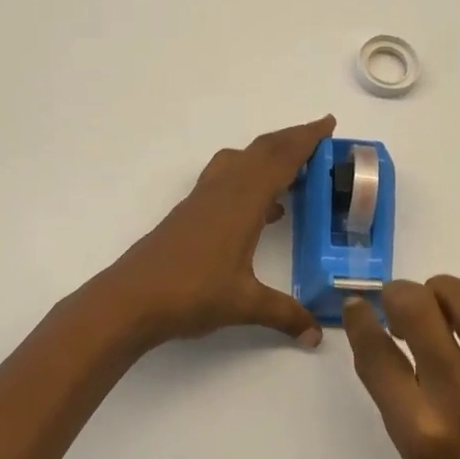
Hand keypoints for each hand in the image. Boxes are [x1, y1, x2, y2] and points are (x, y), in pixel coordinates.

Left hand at [91, 115, 333, 351]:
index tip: (328, 123)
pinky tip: (263, 212)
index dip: (306, 139)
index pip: (281, 160)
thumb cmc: (191, 294)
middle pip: (262, 151)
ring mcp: (204, 199)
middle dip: (292, 139)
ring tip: (295, 172)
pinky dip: (250, 179)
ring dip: (268, 156)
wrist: (131, 298)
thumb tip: (317, 335)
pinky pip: (227, 179)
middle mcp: (224, 190)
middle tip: (319, 137)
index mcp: (243, 201)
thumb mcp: (245, 304)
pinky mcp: (190, 212)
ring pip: (241, 161)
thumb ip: (284, 314)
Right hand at [345, 277, 459, 458]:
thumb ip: (391, 390)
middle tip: (400, 307)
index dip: (358, 319)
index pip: (376, 353)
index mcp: (420, 427)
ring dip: (445, 290)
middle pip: (420, 310)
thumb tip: (375, 330)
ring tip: (440, 306)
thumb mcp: (406, 451)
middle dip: (399, 294)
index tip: (357, 308)